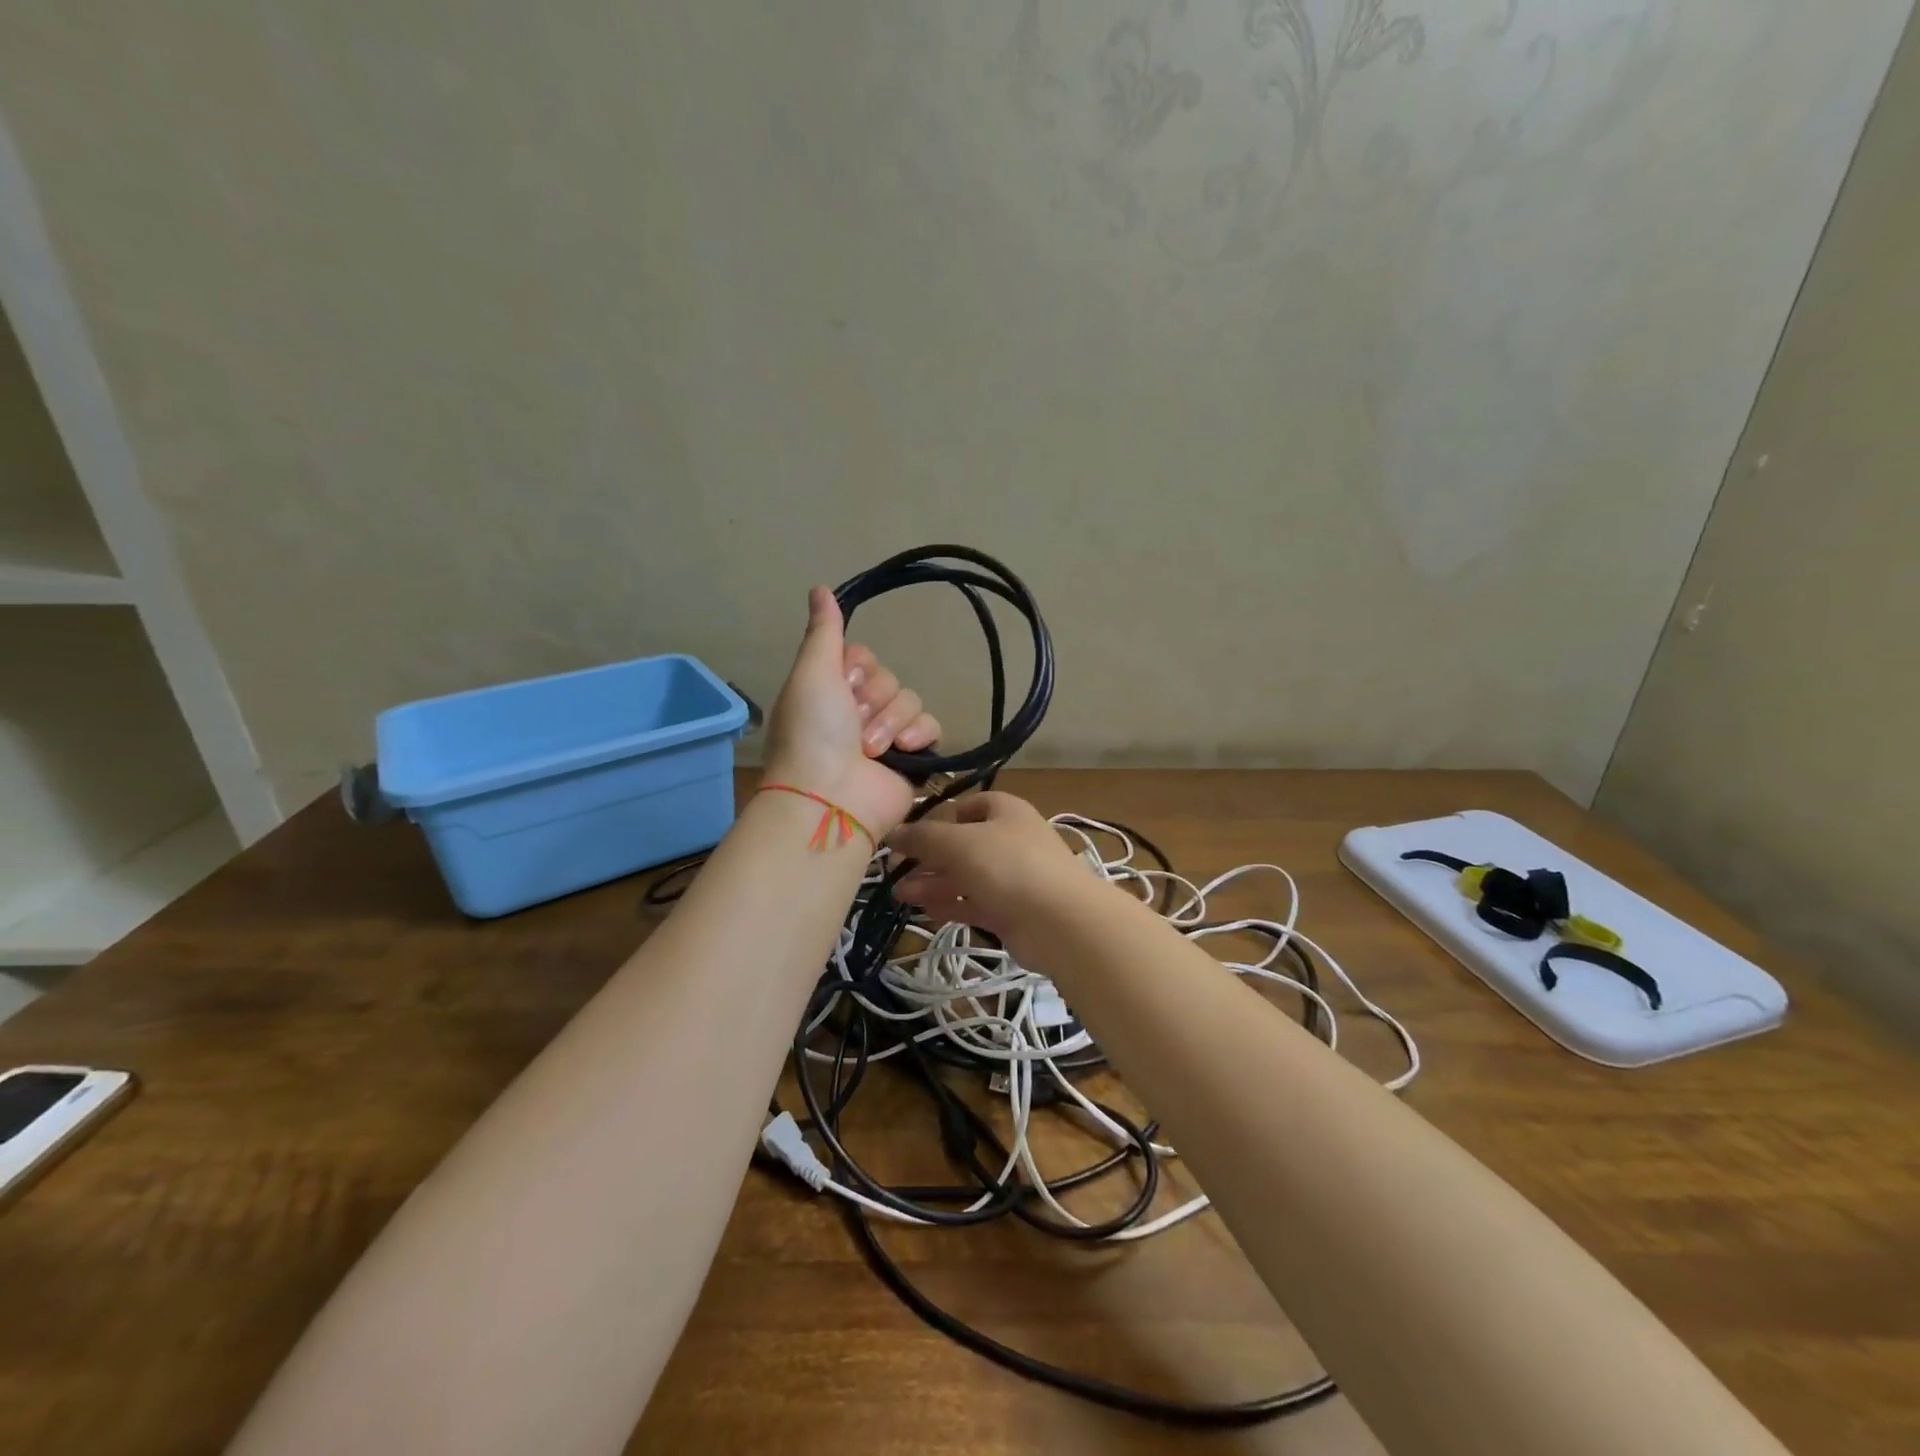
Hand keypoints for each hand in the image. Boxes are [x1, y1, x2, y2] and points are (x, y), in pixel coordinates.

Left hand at [763, 586, 940, 838]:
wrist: (830, 797)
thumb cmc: (813, 733)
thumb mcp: (812, 673)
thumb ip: (824, 631)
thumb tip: (820, 587)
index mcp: (832, 690)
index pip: (863, 657)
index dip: (857, 669)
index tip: (843, 685)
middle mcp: (859, 710)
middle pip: (889, 677)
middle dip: (873, 699)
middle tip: (853, 725)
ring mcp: (887, 735)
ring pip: (910, 699)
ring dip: (890, 721)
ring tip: (870, 750)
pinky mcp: (914, 757)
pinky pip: (931, 725)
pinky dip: (918, 735)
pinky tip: (901, 750)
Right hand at [889, 792, 1094, 945]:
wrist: (1062, 922)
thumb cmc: (1008, 866)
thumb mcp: (958, 842)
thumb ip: (921, 837)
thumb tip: (893, 833)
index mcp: (1004, 810)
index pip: (964, 806)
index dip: (934, 819)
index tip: (906, 837)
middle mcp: (1009, 839)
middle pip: (961, 844)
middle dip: (927, 857)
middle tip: (893, 872)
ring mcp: (1012, 877)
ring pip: (965, 876)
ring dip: (932, 883)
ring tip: (899, 895)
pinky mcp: (1011, 911)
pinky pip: (973, 903)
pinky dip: (950, 905)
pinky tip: (923, 912)